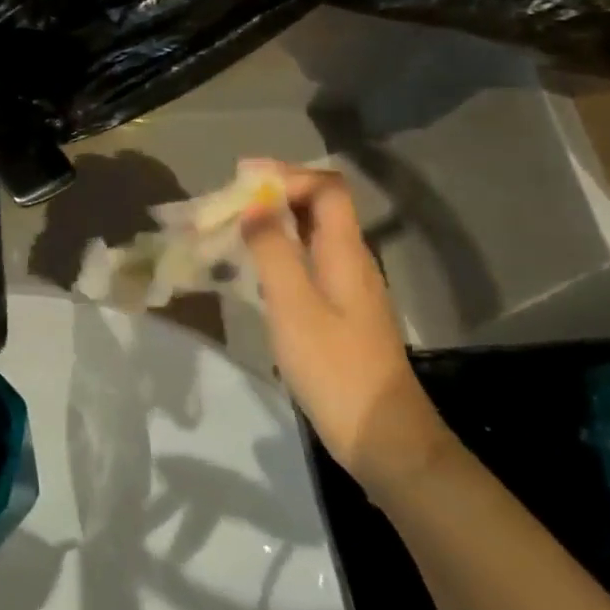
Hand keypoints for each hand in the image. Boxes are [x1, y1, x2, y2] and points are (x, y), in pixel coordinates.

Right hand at [238, 158, 453, 497]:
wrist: (381, 435)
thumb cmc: (335, 367)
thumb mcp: (294, 305)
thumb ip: (273, 250)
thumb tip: (254, 204)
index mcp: (346, 252)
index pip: (326, 188)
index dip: (286, 174)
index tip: (241, 179)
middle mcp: (352, 261)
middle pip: (320, 207)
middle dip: (275, 194)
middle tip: (228, 202)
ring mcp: (349, 288)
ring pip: (312, 235)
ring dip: (274, 223)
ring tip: (232, 229)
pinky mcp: (340, 312)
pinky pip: (308, 263)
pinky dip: (279, 253)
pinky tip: (254, 271)